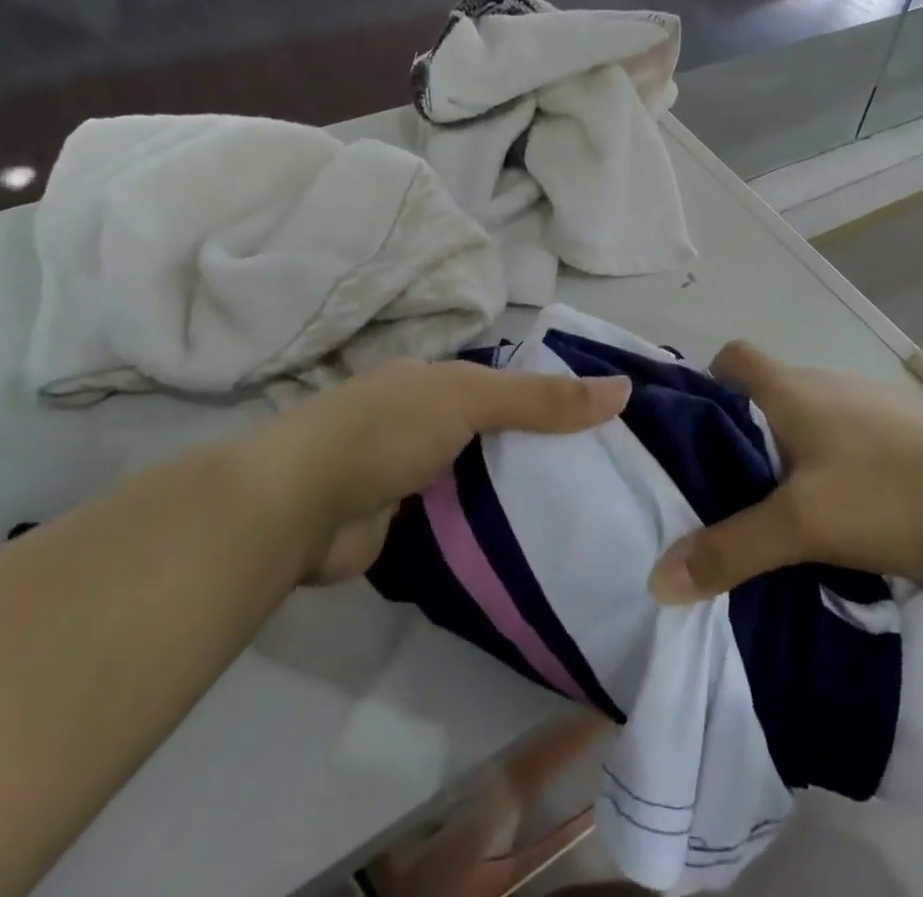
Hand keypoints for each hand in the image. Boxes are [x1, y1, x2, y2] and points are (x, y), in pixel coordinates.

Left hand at [287, 360, 629, 583]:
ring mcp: (412, 473)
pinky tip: (535, 542)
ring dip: (517, 491)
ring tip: (586, 510)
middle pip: (498, 430)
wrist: (298, 506)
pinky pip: (461, 520)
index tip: (609, 421)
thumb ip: (542, 399)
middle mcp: (425, 419)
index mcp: (437, 380)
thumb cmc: (387, 430)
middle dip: (542, 448)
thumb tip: (625, 389)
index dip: (555, 396)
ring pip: (481, 477)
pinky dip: (489, 528)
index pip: (509, 382)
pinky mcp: (404, 523)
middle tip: (609, 473)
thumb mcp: (470, 399)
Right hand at [648, 341, 922, 602]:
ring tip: (789, 502)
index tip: (702, 430)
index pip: (734, 356)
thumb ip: (731, 550)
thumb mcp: (801, 526)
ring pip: (812, 412)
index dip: (710, 382)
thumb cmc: (886, 492)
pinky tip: (851, 503)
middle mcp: (826, 383)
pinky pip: (850, 432)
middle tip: (735, 484)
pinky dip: (837, 457)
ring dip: (795, 446)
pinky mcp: (906, 427)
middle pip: (770, 389)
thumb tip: (658, 578)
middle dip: (747, 428)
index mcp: (792, 390)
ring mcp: (870, 402)